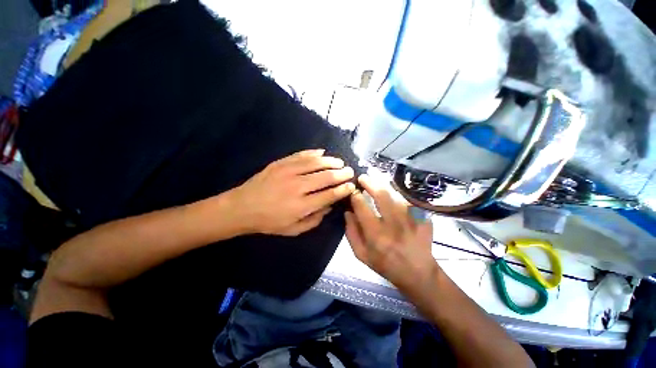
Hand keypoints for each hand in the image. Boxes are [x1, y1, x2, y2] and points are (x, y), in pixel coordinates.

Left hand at [232, 149, 355, 235]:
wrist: (242, 207)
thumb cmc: (268, 222)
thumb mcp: (292, 230)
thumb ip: (313, 220)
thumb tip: (329, 207)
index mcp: (302, 206)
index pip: (329, 194)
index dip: (343, 189)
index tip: (351, 186)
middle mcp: (298, 186)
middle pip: (326, 176)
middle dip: (341, 173)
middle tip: (349, 171)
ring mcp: (288, 172)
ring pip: (315, 162)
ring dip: (330, 161)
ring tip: (339, 162)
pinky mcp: (279, 163)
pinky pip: (300, 155)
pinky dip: (313, 153)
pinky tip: (322, 152)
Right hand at [345, 174, 436, 292]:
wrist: (417, 271)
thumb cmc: (386, 266)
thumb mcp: (363, 256)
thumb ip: (352, 234)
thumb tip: (348, 213)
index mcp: (376, 235)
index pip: (362, 207)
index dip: (356, 196)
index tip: (353, 191)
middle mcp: (393, 224)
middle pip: (381, 195)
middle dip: (370, 182)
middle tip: (364, 177)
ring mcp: (411, 219)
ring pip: (396, 195)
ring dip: (385, 186)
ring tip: (378, 181)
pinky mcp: (423, 217)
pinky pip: (409, 201)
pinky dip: (400, 195)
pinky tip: (395, 194)